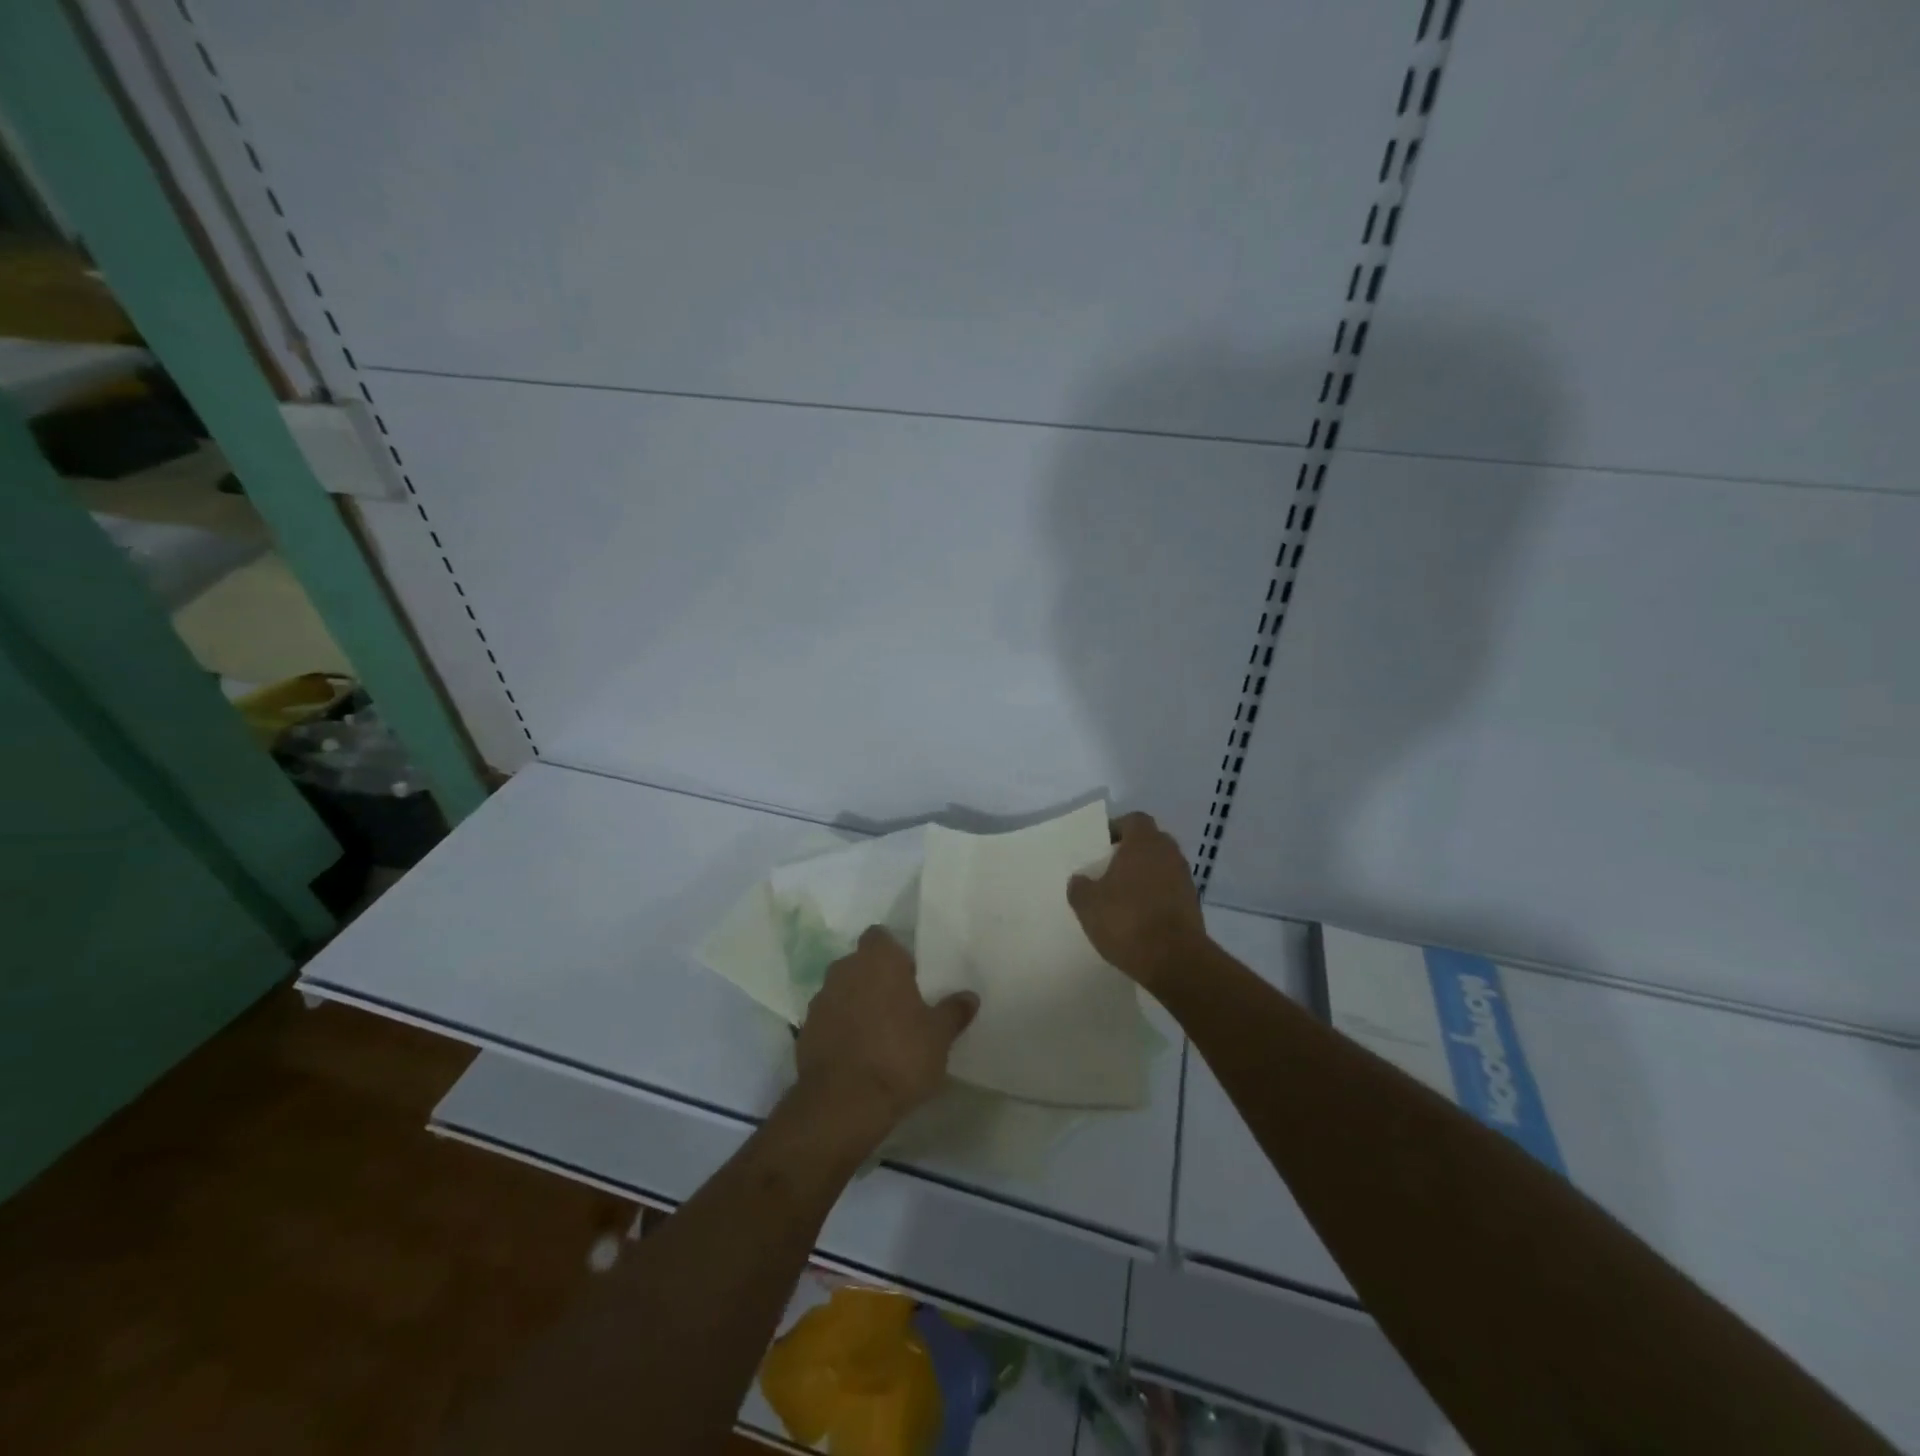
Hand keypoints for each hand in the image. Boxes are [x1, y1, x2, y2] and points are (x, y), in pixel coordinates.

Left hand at [794, 927, 978, 1140]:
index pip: (880, 937)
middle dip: (875, 979)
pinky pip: (829, 1020)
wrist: (844, 1104)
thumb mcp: (939, 1036)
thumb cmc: (899, 1056)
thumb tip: (969, 997)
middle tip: (900, 1006)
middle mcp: (844, 970)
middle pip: (860, 963)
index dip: (894, 953)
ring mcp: (820, 1000)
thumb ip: (953, 1011)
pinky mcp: (805, 1032)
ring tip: (879, 1033)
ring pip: (842, 991)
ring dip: (856, 1004)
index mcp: (878, 960)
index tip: (910, 975)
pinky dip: (841, 1029)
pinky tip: (858, 1054)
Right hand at [1067, 812, 1207, 989]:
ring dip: (1144, 876)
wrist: (1175, 961)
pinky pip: (1170, 890)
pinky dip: (1156, 897)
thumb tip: (1080, 879)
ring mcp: (1185, 879)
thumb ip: (1080, 887)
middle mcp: (1169, 854)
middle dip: (1131, 853)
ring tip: (1122, 897)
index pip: (1134, 820)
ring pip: (1161, 867)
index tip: (1101, 846)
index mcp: (1144, 843)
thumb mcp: (1088, 905)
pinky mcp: (1193, 905)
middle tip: (1108, 870)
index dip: (1117, 828)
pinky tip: (1139, 917)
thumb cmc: (1127, 921)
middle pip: (1150, 842)